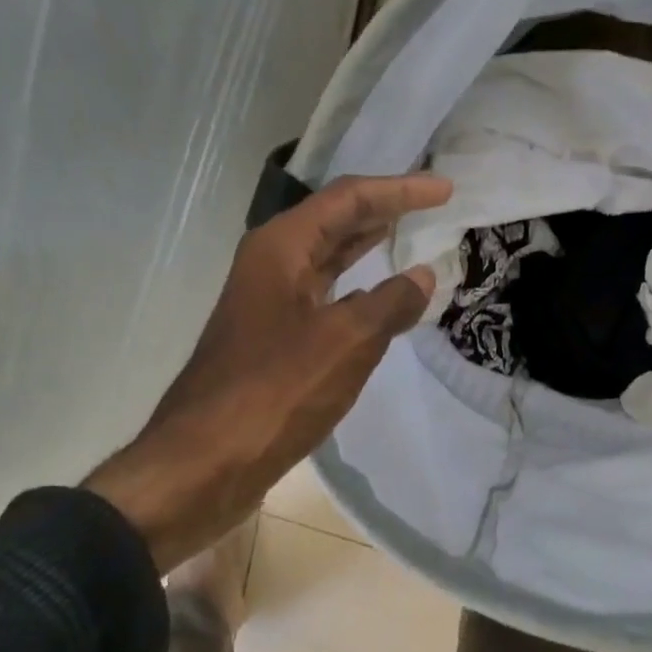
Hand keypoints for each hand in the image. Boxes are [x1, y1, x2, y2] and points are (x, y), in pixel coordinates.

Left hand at [86, 173, 451, 570]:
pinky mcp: (274, 341)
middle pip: (335, 222)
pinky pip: (325, 298)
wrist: (205, 462)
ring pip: (328, 261)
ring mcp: (270, 304)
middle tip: (432, 205)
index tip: (445, 189)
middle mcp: (272, 265)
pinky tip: (380, 300)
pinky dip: (358, 292)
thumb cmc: (275, 392)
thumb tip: (422, 277)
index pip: (349, 199)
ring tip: (411, 237)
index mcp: (281, 248)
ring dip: (368, 248)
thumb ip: (391, 302)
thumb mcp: (346, 341)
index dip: (400, 190)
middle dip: (384, 210)